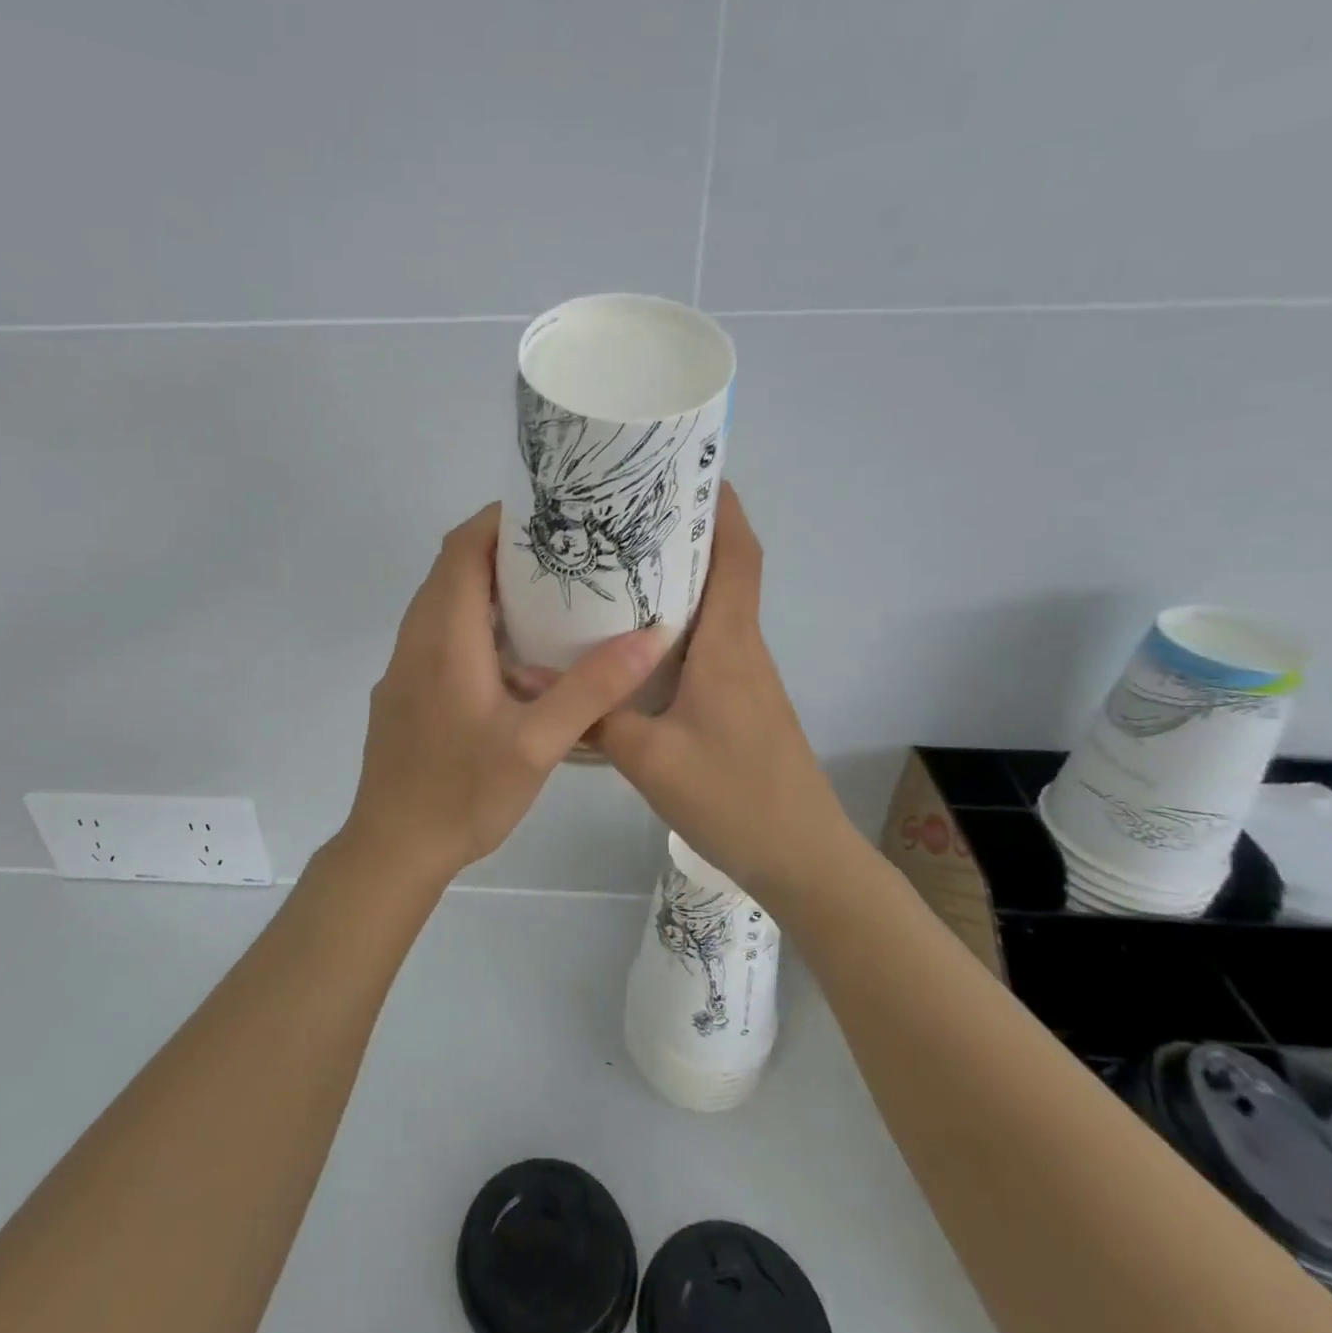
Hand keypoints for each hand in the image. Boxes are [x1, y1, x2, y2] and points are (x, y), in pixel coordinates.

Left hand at [342, 504, 666, 884]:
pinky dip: (475, 621)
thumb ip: (591, 689)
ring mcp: (405, 667)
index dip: (500, 520)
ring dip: (488, 587)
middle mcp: (416, 640)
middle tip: (564, 551)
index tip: (550, 514)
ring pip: (444, 602)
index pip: (462, 548)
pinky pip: (438, 634)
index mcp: (444, 637)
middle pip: (452, 568)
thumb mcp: (537, 745)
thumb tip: (650, 637)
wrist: (393, 848)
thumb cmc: (462, 794)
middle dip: (502, 548)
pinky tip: (517, 653)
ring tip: (549, 593)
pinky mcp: (405, 692)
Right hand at [592, 486, 845, 899]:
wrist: (802, 858)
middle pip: (723, 572)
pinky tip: (629, 647)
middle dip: (683, 537)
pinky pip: (706, 647)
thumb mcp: (649, 759)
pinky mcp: (738, 705)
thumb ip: (593, 715)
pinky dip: (674, 629)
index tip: (685, 473)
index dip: (721, 508)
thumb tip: (529, 677)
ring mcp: (744, 679)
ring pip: (712, 611)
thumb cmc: (735, 798)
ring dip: (676, 583)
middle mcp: (742, 649)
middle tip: (621, 521)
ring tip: (613, 572)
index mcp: (729, 645)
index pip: (738, 555)